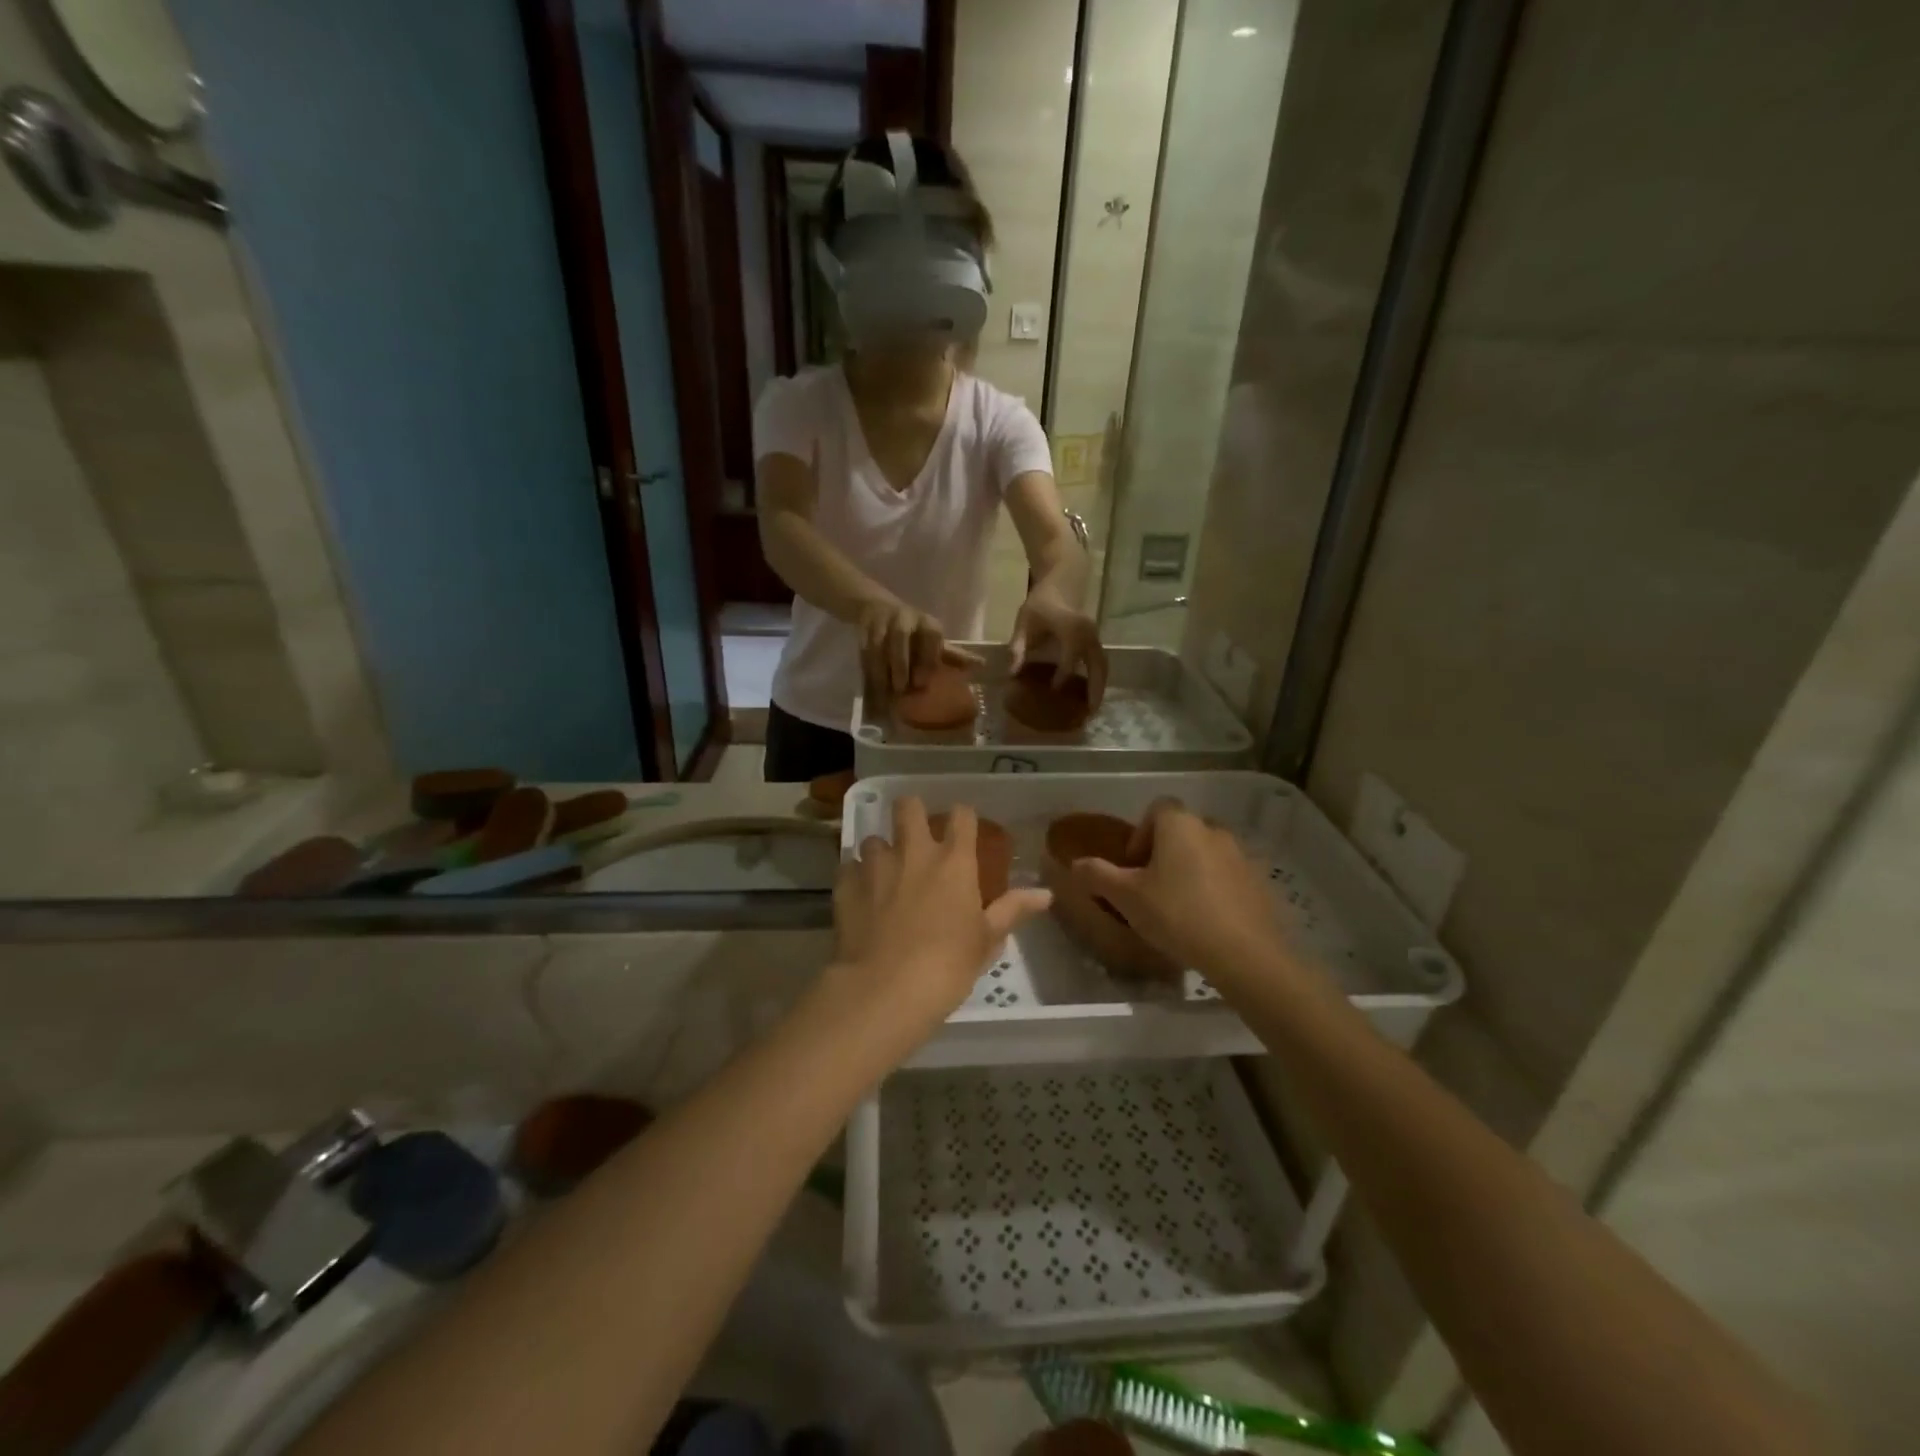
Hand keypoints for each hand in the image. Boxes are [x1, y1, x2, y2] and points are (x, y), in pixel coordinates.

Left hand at [828, 798, 1049, 1039]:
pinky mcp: (845, 884)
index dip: (963, 818)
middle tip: (915, 835)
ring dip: (881, 852)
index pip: (961, 815)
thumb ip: (1012, 910)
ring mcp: (875, 865)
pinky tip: (861, 899)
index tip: (962, 830)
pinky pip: (848, 868)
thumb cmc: (947, 965)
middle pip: (909, 806)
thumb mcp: (987, 941)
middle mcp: (913, 851)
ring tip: (884, 875)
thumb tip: (1045, 894)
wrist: (885, 989)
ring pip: (874, 838)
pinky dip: (855, 878)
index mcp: (954, 860)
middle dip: (911, 813)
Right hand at [857, 600, 982, 698]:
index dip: (927, 657)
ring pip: (880, 644)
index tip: (922, 682)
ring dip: (882, 669)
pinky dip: (867, 668)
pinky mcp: (865, 626)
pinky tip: (871, 685)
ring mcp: (883, 620)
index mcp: (927, 623)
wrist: (877, 607)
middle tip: (902, 689)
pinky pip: (865, 649)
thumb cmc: (913, 631)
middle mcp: (905, 617)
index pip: (931, 635)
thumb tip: (981, 666)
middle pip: (901, 638)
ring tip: (885, 692)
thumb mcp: (932, 641)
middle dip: (901, 663)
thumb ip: (952, 656)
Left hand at [1008, 593, 1107, 706]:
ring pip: (1103, 665)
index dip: (1062, 677)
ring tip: (1093, 709)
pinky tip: (1091, 694)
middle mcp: (1088, 633)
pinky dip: (1099, 678)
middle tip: (1089, 713)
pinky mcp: (1096, 640)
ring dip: (1100, 687)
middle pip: (1097, 666)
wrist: (1059, 584)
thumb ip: (1017, 647)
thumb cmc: (1039, 604)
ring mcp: (1095, 636)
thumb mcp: (1023, 623)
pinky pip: (1101, 661)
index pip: (1070, 660)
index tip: (1054, 692)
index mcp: (1070, 628)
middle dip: (1094, 689)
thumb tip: (1012, 674)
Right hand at [1068, 800, 1293, 987]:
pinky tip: (1206, 920)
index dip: (1140, 833)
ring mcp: (1242, 855)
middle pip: (1182, 830)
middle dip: (1165, 852)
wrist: (1244, 954)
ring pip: (1207, 852)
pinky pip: (1229, 875)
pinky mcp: (1260, 882)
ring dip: (1190, 870)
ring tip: (1178, 906)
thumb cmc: (1177, 915)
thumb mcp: (1126, 897)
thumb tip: (1076, 863)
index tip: (1133, 866)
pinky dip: (1214, 888)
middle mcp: (1213, 830)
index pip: (1157, 808)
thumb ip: (1097, 875)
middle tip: (1151, 886)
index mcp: (1180, 825)